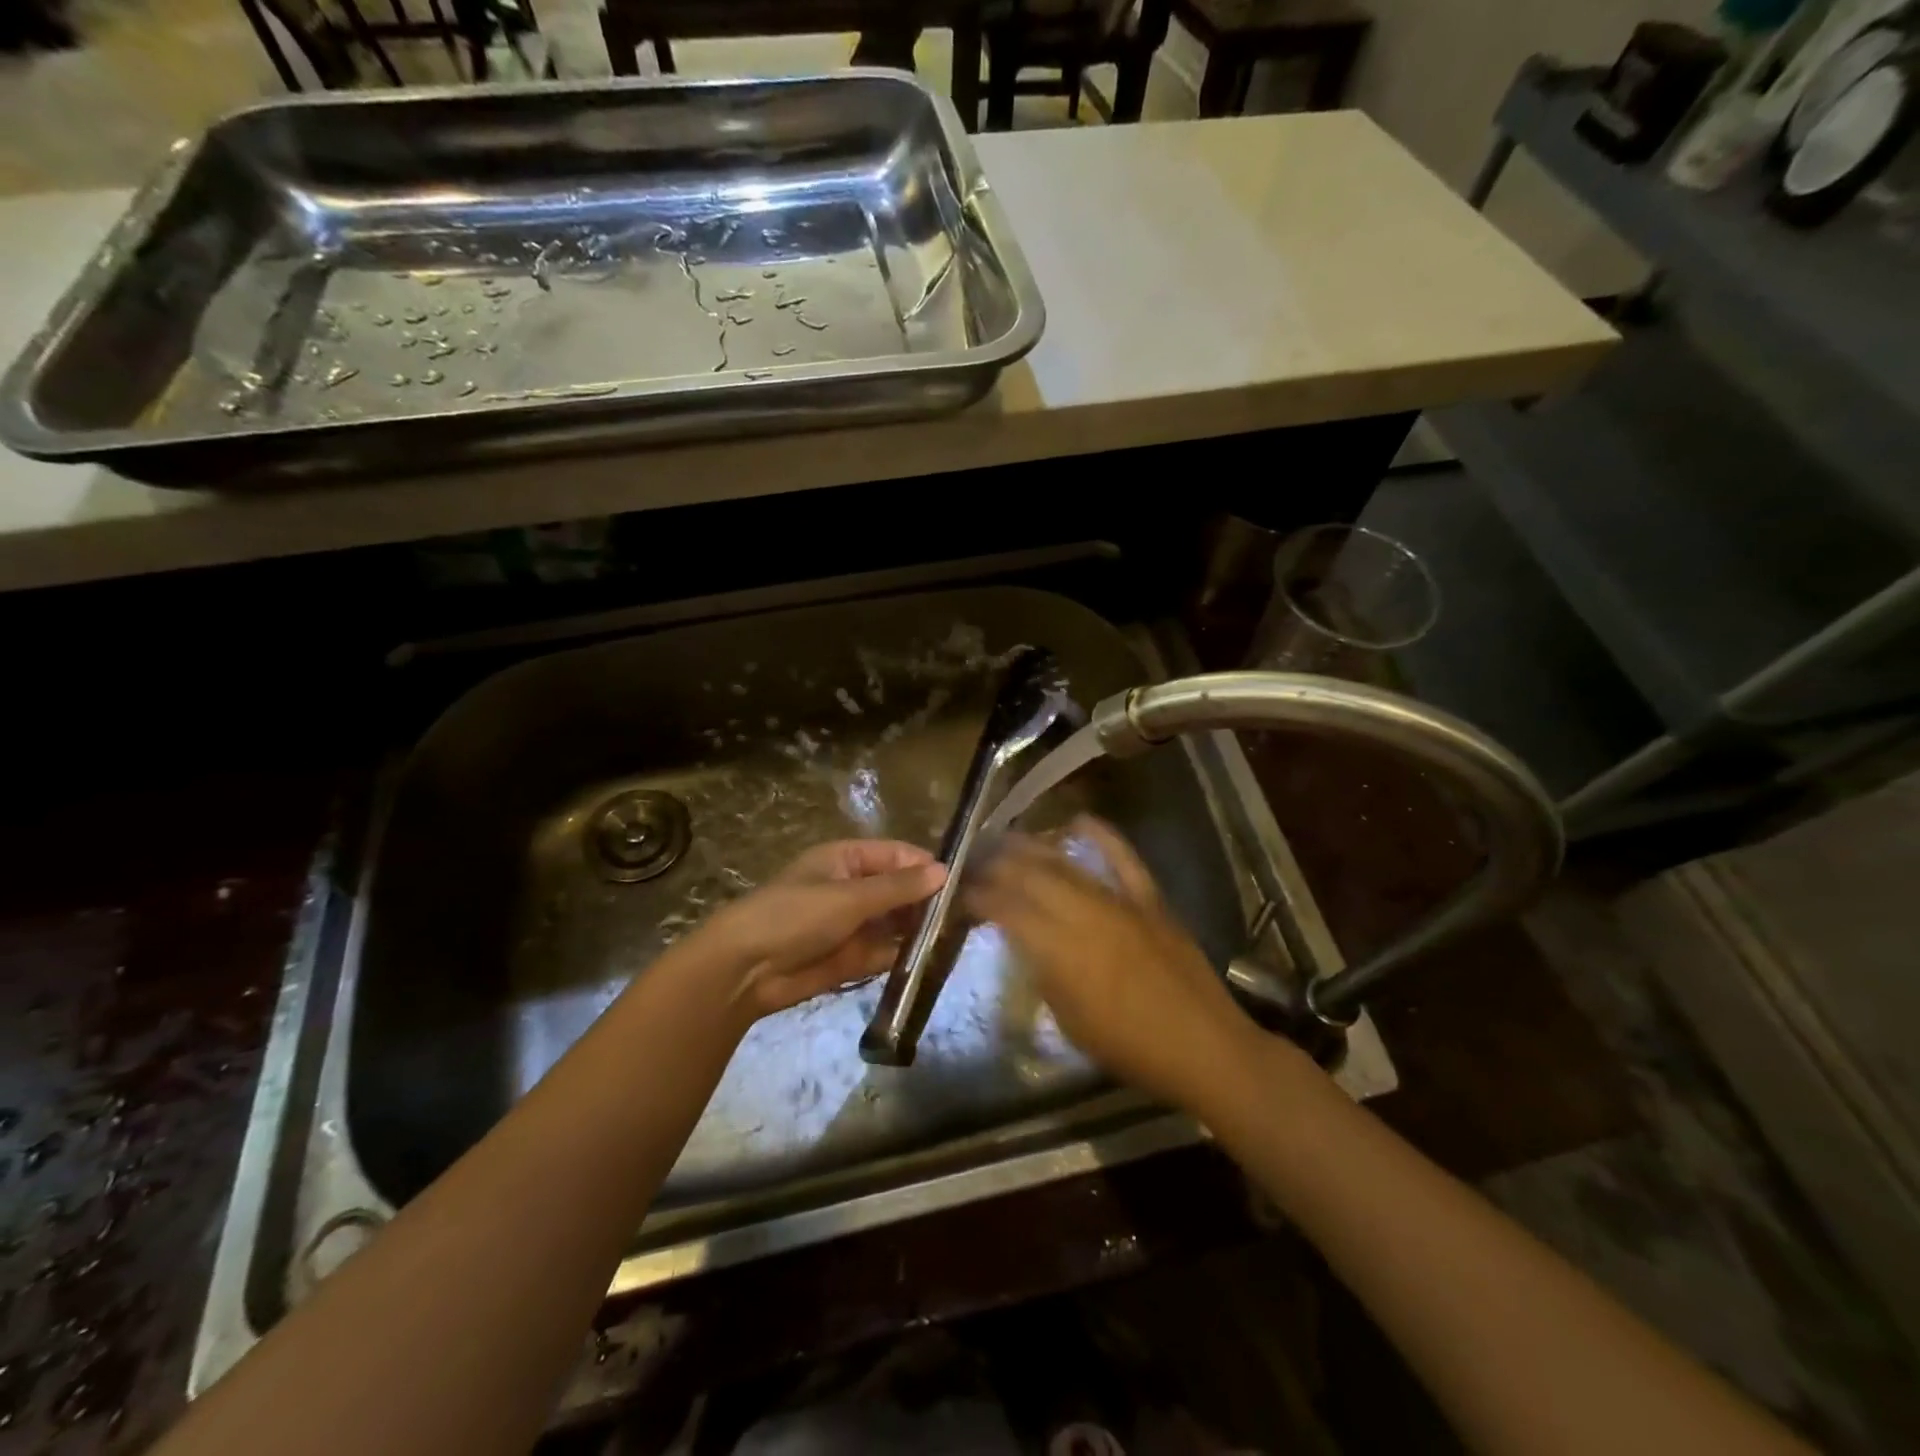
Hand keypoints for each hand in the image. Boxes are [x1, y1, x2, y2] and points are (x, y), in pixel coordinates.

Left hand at [702, 839, 946, 1020]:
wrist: (745, 971)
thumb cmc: (795, 916)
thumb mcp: (849, 896)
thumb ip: (898, 887)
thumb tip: (944, 871)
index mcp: (847, 859)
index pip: (897, 855)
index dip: (927, 866)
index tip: (963, 882)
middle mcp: (853, 887)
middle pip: (900, 889)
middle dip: (929, 900)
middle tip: (969, 914)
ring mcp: (853, 924)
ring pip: (897, 921)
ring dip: (921, 928)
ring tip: (959, 936)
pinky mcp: (852, 957)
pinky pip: (886, 951)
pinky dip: (906, 954)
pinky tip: (933, 959)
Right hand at [965, 817, 1257, 1112]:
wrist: (1204, 1047)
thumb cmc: (1130, 1048)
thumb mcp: (1070, 1020)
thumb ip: (1043, 972)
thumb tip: (1024, 941)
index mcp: (1060, 951)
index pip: (1007, 910)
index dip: (978, 898)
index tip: (961, 894)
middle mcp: (1084, 915)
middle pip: (1030, 877)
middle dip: (996, 866)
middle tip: (976, 862)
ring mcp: (1120, 902)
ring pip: (1066, 864)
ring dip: (1032, 848)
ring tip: (1007, 839)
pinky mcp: (1150, 899)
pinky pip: (1124, 858)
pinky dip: (1101, 836)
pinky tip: (1078, 820)